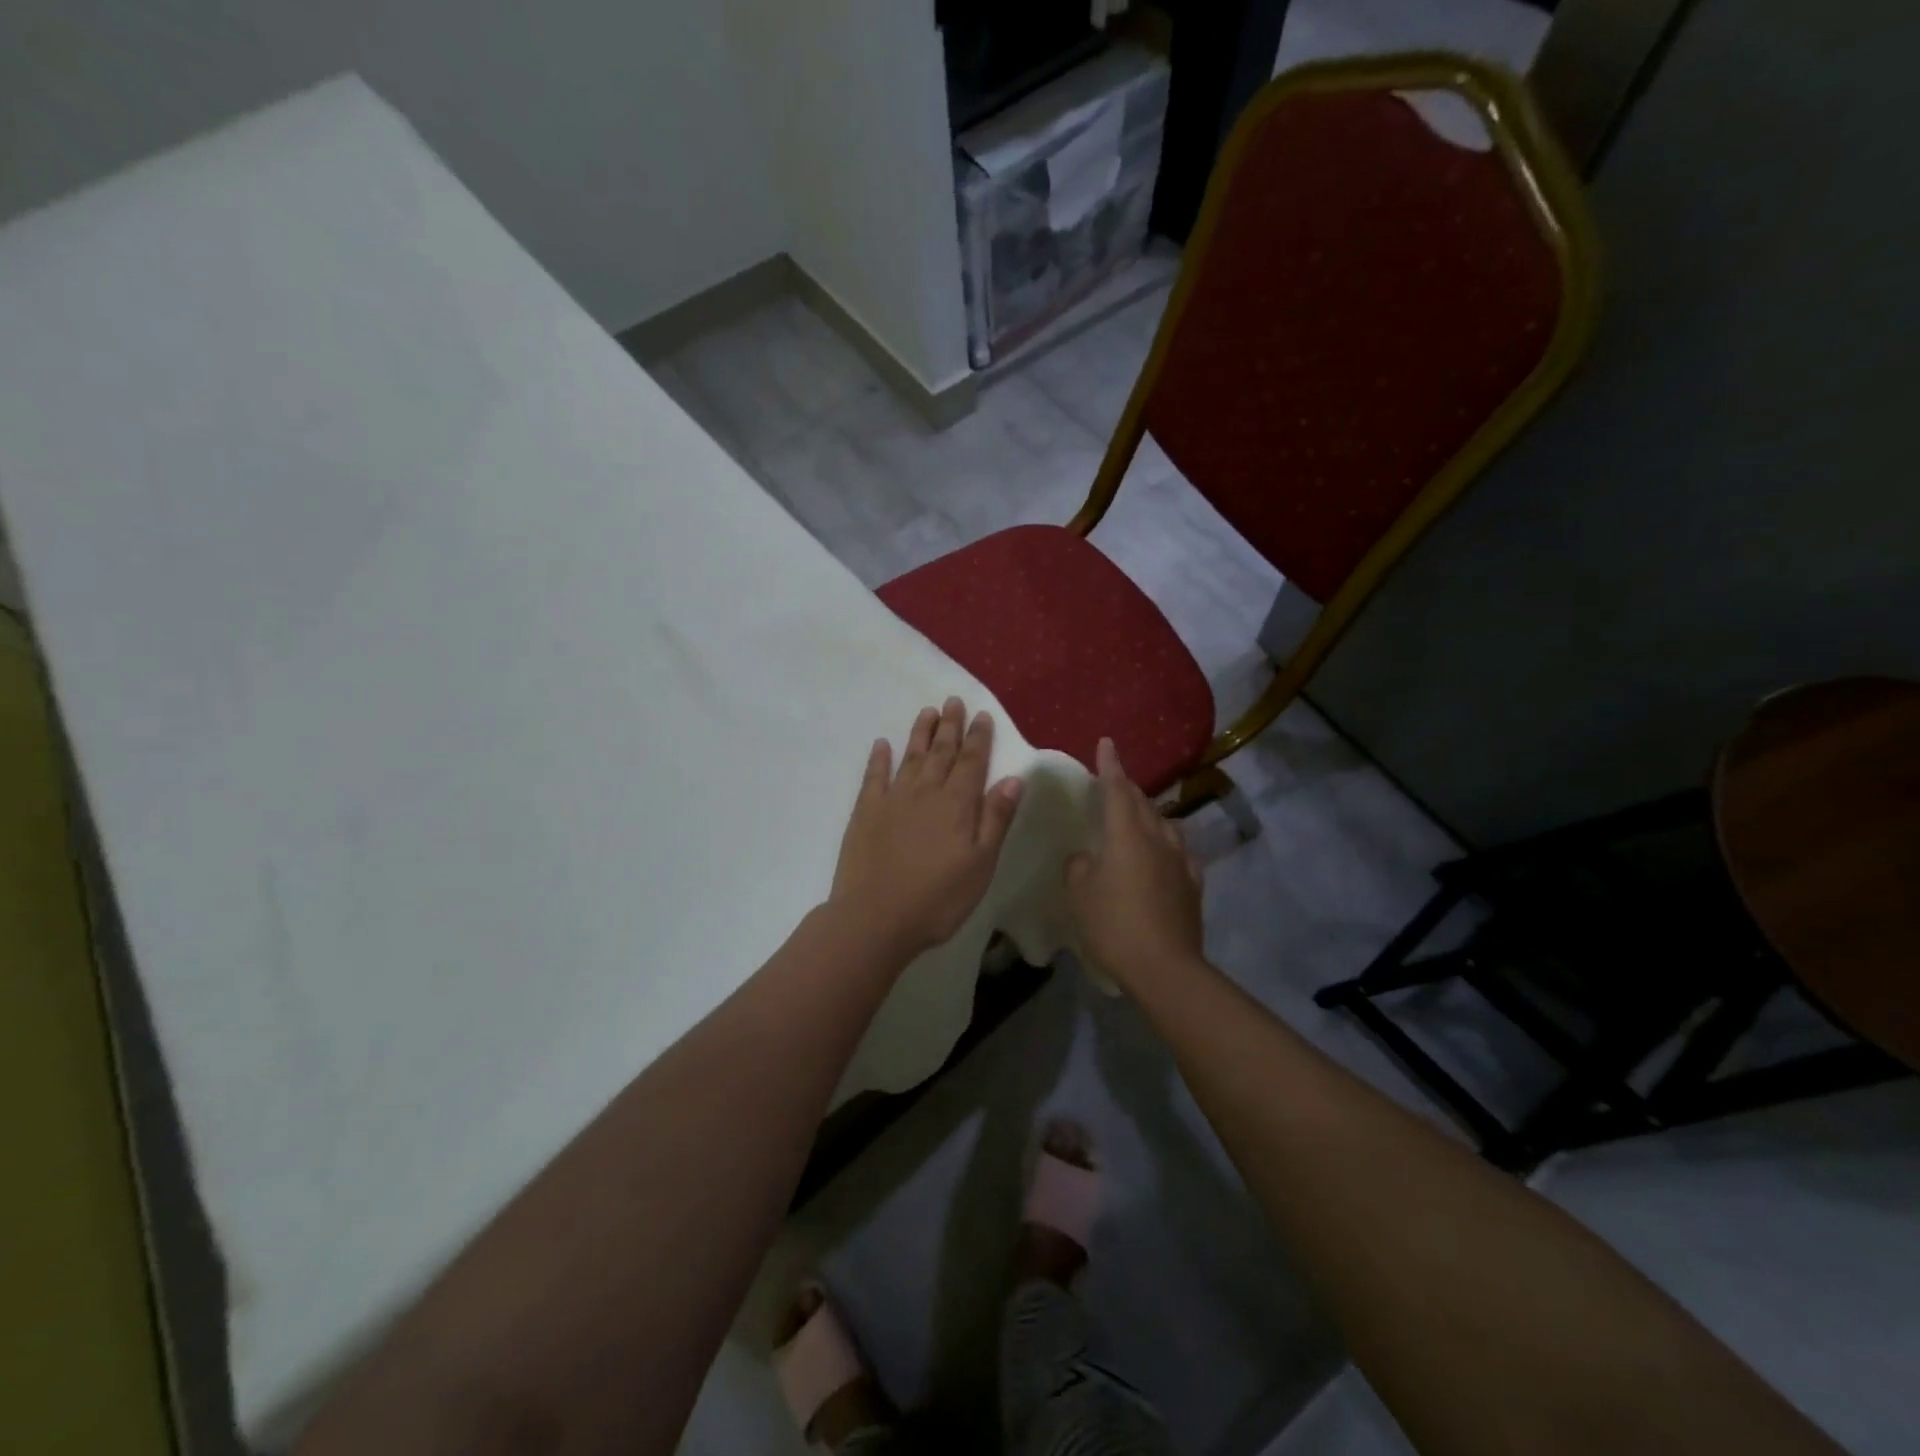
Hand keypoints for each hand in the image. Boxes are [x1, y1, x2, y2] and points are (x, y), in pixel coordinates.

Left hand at [830, 698, 1024, 958]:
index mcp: (957, 804)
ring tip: (928, 712)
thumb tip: (1014, 779)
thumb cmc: (938, 898)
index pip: (972, 762)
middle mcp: (926, 791)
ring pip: (910, 757)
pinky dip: (879, 758)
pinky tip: (882, 744)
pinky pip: (873, 776)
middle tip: (953, 701)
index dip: (979, 738)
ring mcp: (892, 799)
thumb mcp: (981, 864)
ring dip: (920, 733)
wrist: (875, 917)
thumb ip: (996, 819)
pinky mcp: (865, 812)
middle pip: (941, 752)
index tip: (982, 715)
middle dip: (950, 726)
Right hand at [1065, 738, 1205, 995]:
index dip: (1110, 765)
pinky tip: (1164, 854)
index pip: (1117, 789)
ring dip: (1149, 815)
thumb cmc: (1113, 924)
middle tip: (1114, 783)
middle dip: (1128, 789)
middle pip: (1142, 803)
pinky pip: (1179, 852)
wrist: (1164, 967)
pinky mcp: (1192, 884)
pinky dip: (1167, 845)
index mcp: (1125, 834)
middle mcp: (1156, 838)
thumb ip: (1078, 867)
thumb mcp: (1079, 894)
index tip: (1107, 742)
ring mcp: (1179, 860)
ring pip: (1164, 824)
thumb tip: (1086, 857)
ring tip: (1138, 818)